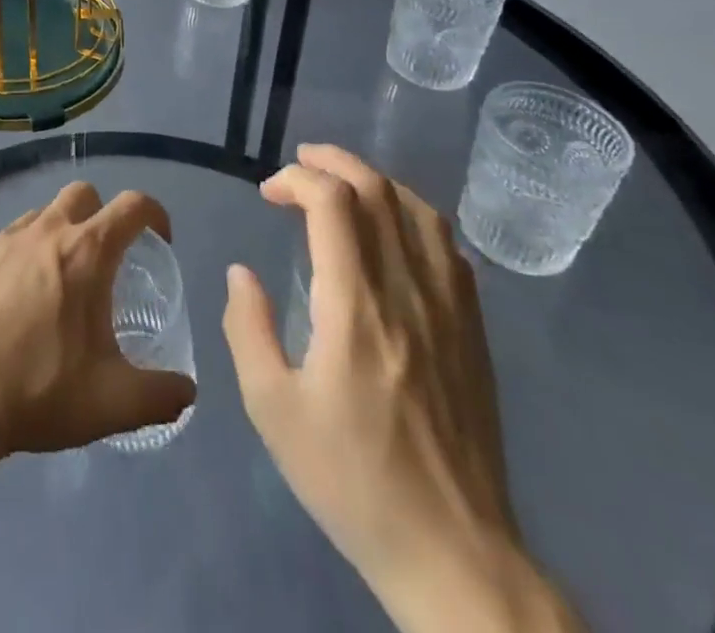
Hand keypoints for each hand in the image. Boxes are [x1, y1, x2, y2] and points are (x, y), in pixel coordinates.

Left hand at [0, 182, 196, 462]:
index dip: (155, 214)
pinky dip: (21, 257)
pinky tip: (15, 301)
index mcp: (85, 252)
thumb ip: (161, 394)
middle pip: (83, 194)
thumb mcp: (114, 403)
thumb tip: (187, 390)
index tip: (161, 240)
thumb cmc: (39, 391)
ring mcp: (2, 240)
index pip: (132, 205)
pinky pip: (6, 242)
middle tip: (107, 260)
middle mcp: (45, 231)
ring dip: (60, 233)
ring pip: (41, 214)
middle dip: (102, 214)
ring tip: (60, 282)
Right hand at [223, 145, 578, 632]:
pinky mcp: (472, 330)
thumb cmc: (352, 481)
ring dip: (375, 181)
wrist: (453, 552)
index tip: (268, 194)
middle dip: (334, 162)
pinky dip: (412, 215)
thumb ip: (248, 329)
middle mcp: (407, 292)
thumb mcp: (273, 410)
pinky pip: (447, 246)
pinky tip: (393, 229)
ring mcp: (449, 309)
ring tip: (341, 183)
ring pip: (418, 210)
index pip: (333, 203)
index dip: (296, 179)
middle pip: (378, 191)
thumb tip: (242, 272)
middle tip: (299, 164)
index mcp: (355, 307)